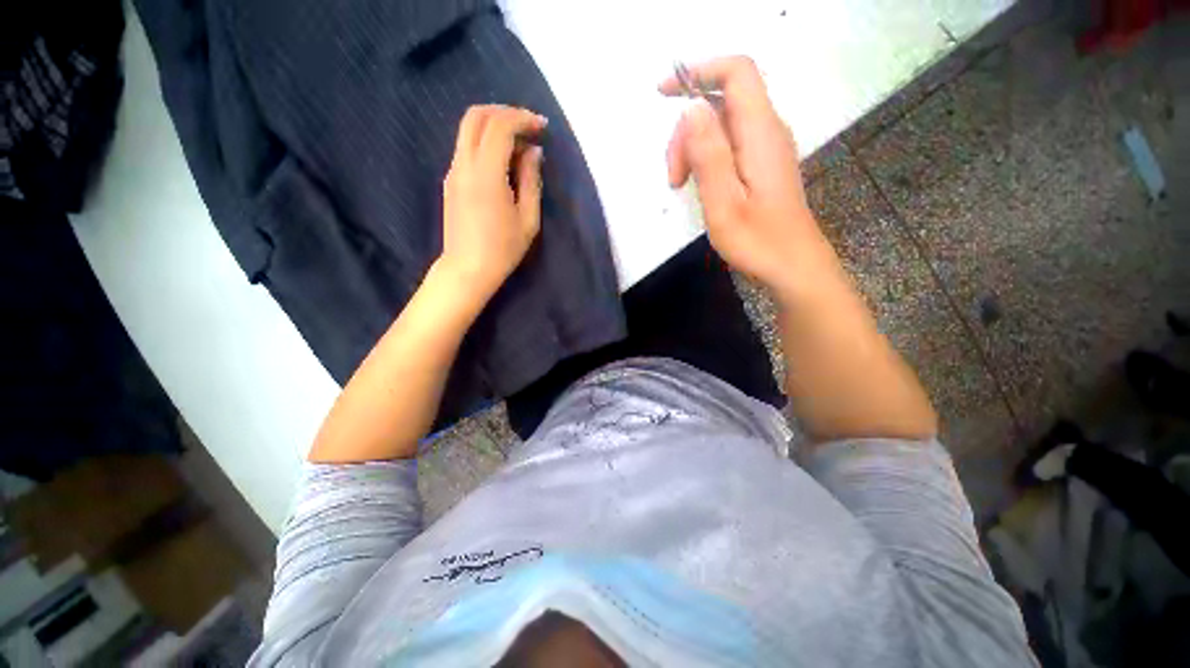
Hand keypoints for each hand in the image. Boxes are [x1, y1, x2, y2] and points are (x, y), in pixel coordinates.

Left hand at [439, 104, 546, 307]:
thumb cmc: (503, 249)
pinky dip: (486, 142)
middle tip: (528, 126)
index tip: (542, 128)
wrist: (467, 269)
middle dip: (504, 112)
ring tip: (520, 145)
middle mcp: (464, 164)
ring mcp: (453, 171)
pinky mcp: (451, 181)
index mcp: (486, 174)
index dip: (522, 119)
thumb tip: (533, 152)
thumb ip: (531, 180)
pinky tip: (504, 161)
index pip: (499, 126)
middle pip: (476, 116)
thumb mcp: (528, 219)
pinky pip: (467, 147)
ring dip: (494, 126)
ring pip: (468, 129)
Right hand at [661, 57, 830, 295]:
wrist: (793, 267)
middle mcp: (768, 131)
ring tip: (682, 186)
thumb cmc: (758, 242)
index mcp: (760, 133)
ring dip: (694, 148)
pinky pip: (729, 143)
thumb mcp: (724, 203)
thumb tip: (691, 108)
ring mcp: (766, 148)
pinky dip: (706, 157)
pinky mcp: (762, 165)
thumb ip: (709, 155)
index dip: (699, 71)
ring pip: (722, 125)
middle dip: (687, 131)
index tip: (664, 93)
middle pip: (721, 102)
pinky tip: (700, 185)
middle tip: (674, 177)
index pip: (736, 73)